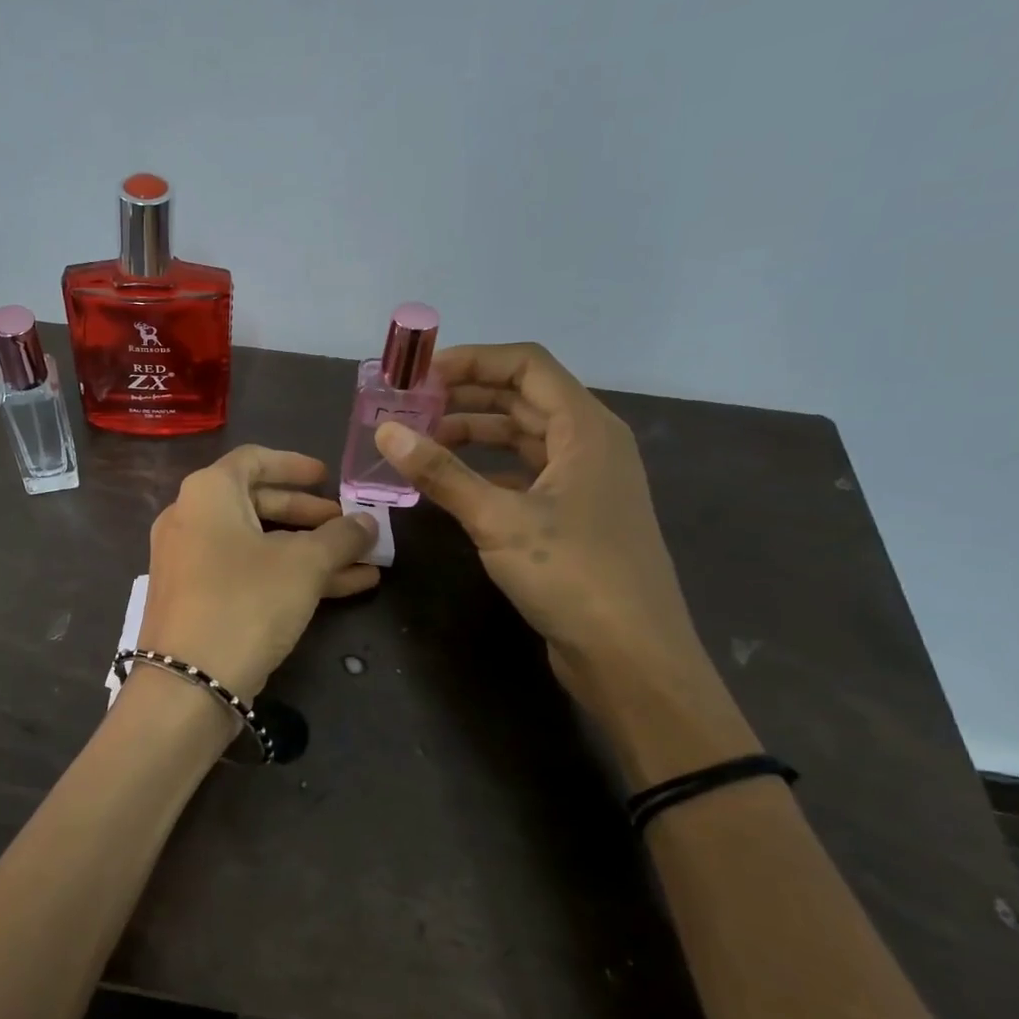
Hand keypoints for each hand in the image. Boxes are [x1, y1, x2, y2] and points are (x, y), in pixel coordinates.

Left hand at [139, 446, 378, 701]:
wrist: (187, 684)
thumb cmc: (246, 602)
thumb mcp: (304, 565)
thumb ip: (340, 537)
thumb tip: (367, 522)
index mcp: (208, 493)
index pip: (254, 459)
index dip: (295, 465)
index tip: (328, 478)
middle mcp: (191, 518)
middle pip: (258, 503)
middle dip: (311, 516)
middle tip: (350, 527)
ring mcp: (190, 561)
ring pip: (259, 544)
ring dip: (310, 551)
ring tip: (363, 562)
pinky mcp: (197, 599)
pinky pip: (248, 572)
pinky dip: (289, 575)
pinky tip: (344, 588)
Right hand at [374, 342, 708, 707]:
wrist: (631, 656)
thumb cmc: (572, 575)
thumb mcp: (498, 519)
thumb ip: (441, 473)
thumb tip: (386, 432)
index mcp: (585, 429)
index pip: (526, 367)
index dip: (472, 361)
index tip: (420, 376)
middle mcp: (589, 445)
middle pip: (523, 399)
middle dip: (465, 397)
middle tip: (409, 408)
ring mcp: (583, 482)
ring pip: (522, 438)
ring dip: (473, 434)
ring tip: (419, 442)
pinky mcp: (573, 516)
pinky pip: (523, 474)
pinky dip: (486, 470)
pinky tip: (449, 484)